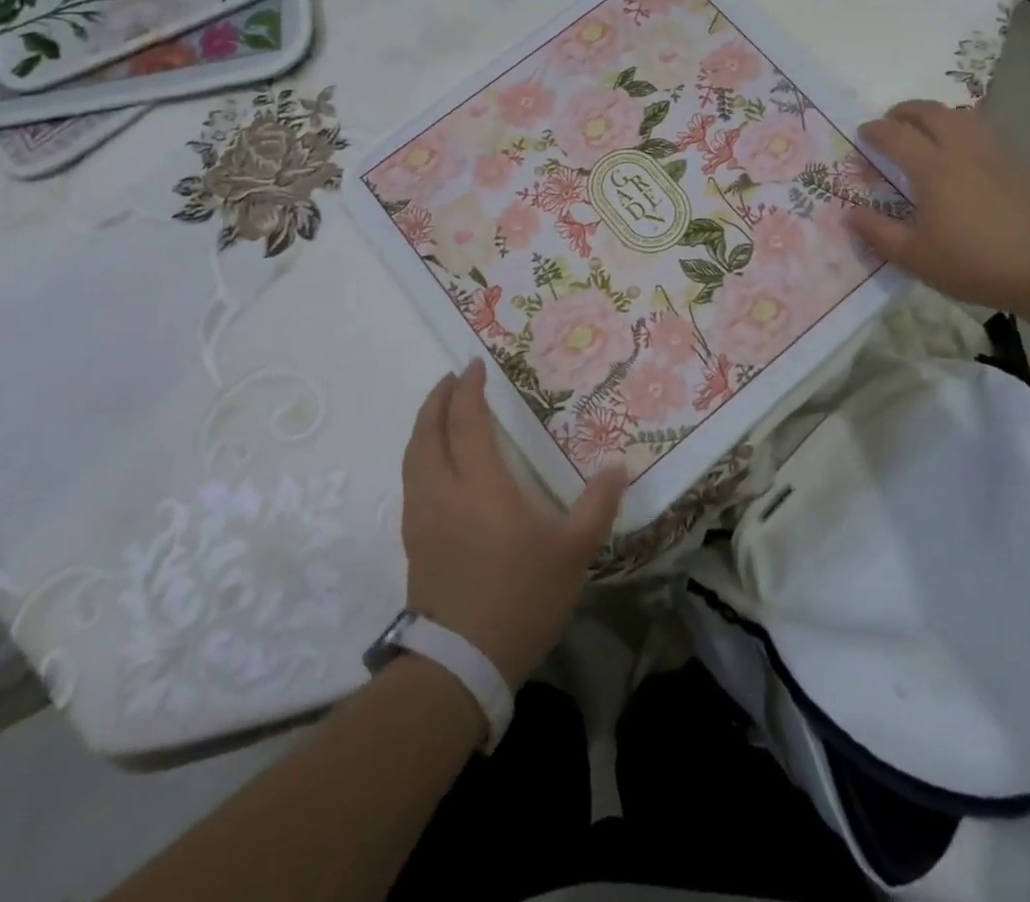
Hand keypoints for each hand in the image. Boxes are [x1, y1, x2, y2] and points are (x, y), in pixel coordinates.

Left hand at [401, 361, 625, 689]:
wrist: (460, 665)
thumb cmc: (520, 597)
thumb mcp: (572, 551)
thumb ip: (597, 505)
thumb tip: (618, 467)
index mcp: (480, 483)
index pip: (466, 421)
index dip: (468, 390)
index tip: (473, 365)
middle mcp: (443, 490)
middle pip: (428, 431)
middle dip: (438, 399)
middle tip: (451, 380)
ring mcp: (422, 517)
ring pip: (413, 456)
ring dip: (424, 426)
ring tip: (438, 413)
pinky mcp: (413, 542)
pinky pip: (411, 481)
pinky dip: (420, 456)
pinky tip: (435, 466)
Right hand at [846, 100, 1029, 316]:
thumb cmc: (975, 262)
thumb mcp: (915, 257)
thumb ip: (878, 234)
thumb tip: (849, 215)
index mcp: (932, 169)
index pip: (896, 135)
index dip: (874, 131)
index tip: (862, 134)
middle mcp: (962, 151)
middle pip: (931, 112)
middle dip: (905, 111)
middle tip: (890, 122)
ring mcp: (995, 155)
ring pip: (962, 116)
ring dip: (937, 115)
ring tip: (926, 131)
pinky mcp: (1018, 167)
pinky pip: (982, 133)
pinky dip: (961, 130)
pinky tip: (962, 157)